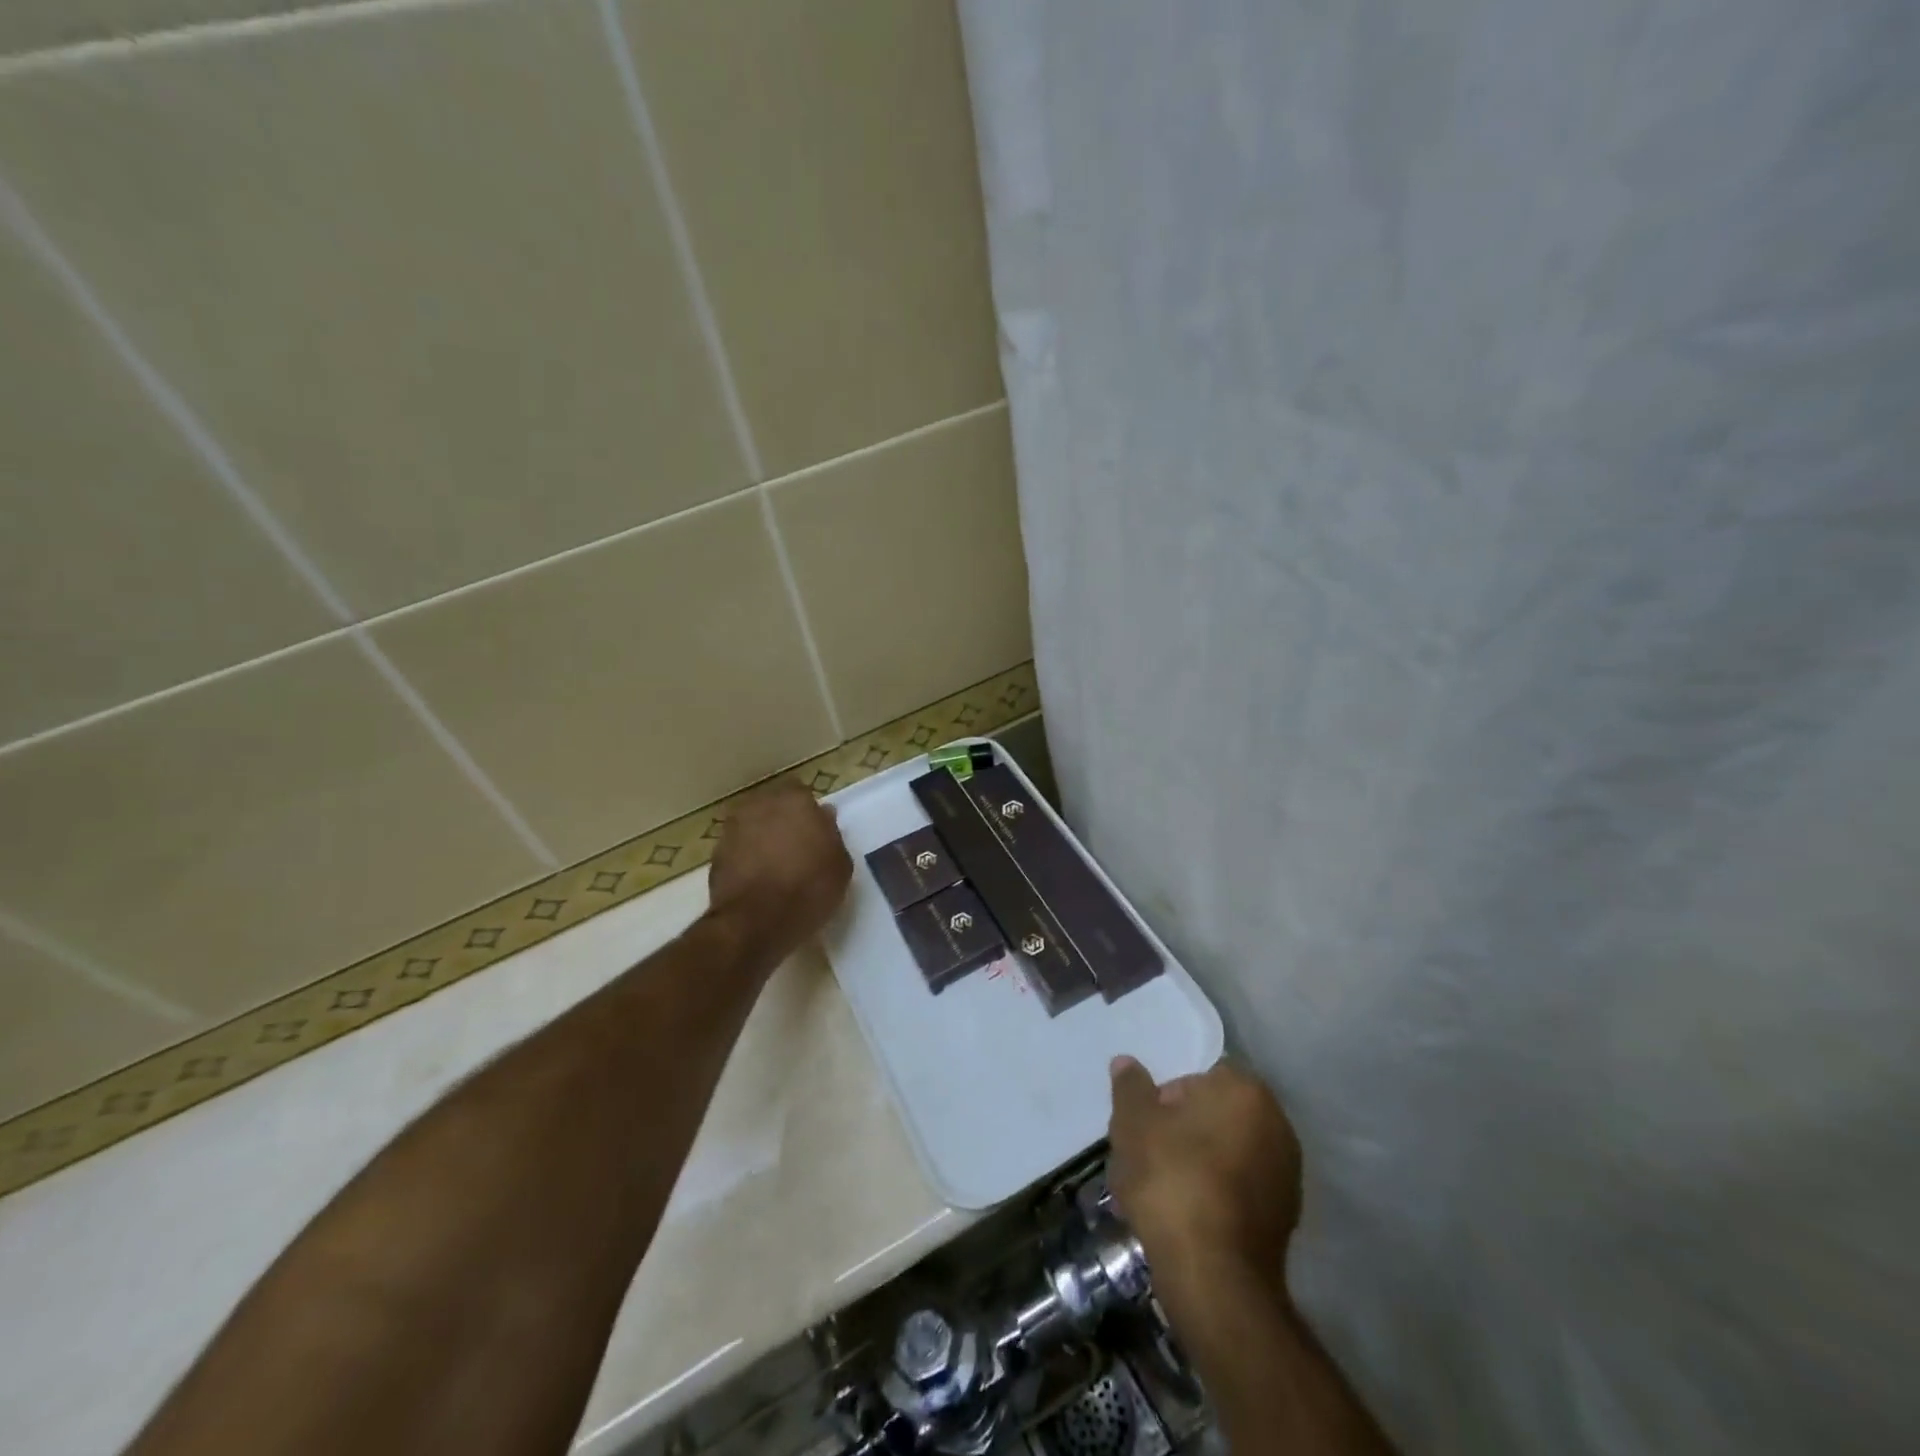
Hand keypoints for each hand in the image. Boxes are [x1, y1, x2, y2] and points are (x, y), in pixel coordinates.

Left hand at [705, 780, 852, 972]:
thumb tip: (822, 818)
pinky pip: (738, 849)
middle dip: (783, 821)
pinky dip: (746, 859)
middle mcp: (760, 805)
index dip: (808, 812)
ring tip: (775, 867)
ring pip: (753, 826)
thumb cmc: (808, 889)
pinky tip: (758, 881)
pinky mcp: (715, 854)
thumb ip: (832, 835)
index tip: (816, 833)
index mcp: (794, 801)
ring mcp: (733, 829)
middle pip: (774, 806)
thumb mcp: (840, 865)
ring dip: (762, 839)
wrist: (755, 922)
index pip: (802, 793)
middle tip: (797, 848)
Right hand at [1108, 1057, 1300, 1311]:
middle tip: (1144, 1156)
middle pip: (1212, 1115)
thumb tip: (1127, 1063)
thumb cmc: (1171, 1180)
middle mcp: (1276, 1124)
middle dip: (1179, 1132)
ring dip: (1194, 1165)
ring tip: (1157, 1193)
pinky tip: (1182, 1218)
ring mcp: (1286, 1174)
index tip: (1143, 1125)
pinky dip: (1213, 1196)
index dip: (1165, 1098)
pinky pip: (1237, 1190)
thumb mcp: (1133, 1123)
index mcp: (1245, 1091)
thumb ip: (1130, 1087)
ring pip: (1224, 1154)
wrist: (1214, 1277)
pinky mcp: (1285, 1219)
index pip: (1198, 1077)